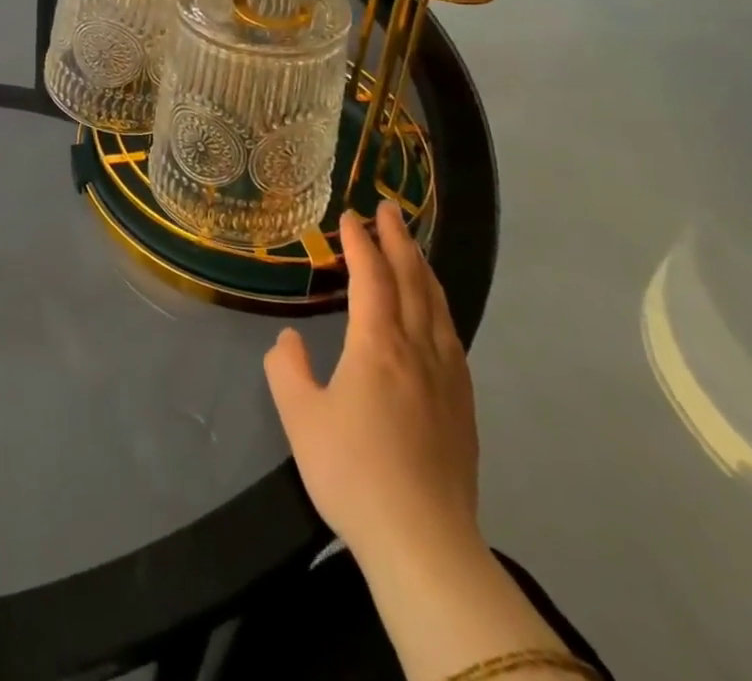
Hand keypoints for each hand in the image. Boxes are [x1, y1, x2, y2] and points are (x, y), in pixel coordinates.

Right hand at [263, 201, 479, 565]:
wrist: (424, 543)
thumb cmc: (353, 471)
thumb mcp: (300, 416)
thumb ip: (288, 368)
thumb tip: (291, 341)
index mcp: (378, 346)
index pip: (371, 278)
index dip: (361, 243)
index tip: (351, 216)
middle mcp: (418, 351)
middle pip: (413, 281)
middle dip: (399, 240)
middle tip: (389, 208)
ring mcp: (448, 378)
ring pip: (438, 307)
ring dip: (423, 269)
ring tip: (412, 248)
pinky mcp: (463, 407)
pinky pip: (451, 336)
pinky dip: (438, 306)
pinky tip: (434, 313)